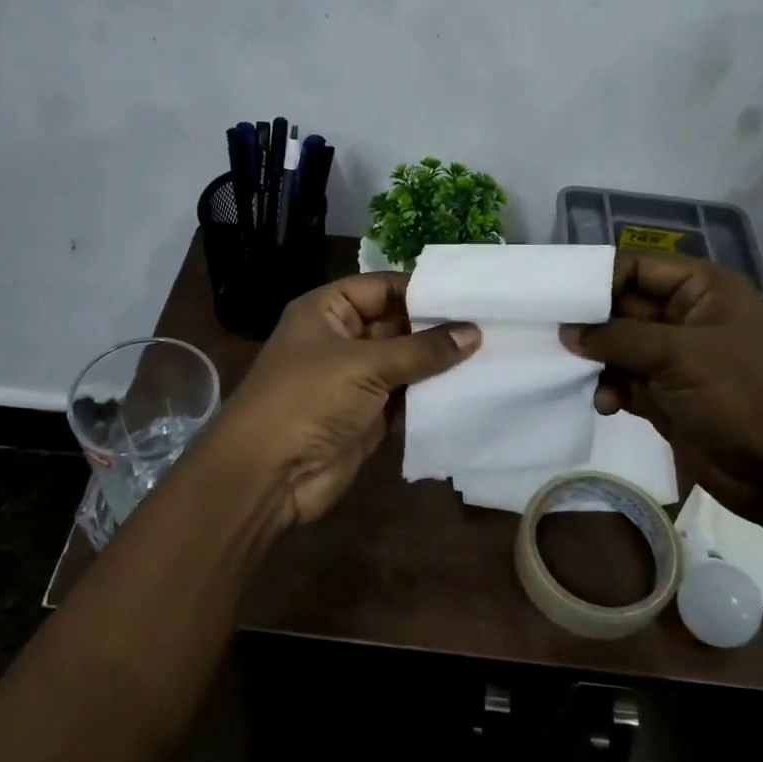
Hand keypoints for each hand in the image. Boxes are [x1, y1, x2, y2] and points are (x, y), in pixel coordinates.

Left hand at [205, 272, 479, 530]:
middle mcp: (341, 340)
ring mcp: (355, 380)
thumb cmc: (309, 399)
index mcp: (328, 311)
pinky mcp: (368, 417)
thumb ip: (422, 349)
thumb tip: (474, 332)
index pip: (382, 287)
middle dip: (439, 327)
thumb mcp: (365, 364)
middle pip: (397, 324)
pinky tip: (472, 389)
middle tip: (493, 324)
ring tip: (493, 353)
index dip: (423, 289)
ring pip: (405, 363)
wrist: (268, 474)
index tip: (472, 293)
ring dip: (440, 363)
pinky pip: (406, 398)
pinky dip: (432, 397)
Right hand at [561, 253, 762, 518]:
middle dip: (590, 323)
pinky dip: (609, 390)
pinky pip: (624, 382)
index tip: (555, 297)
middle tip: (549, 335)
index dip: (597, 279)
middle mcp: (686, 318)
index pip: (637, 268)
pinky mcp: (666, 397)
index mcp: (701, 289)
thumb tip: (568, 331)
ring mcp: (675, 360)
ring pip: (618, 347)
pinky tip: (605, 405)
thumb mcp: (679, 354)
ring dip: (596, 361)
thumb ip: (619, 338)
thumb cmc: (742, 395)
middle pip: (622, 307)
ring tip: (573, 373)